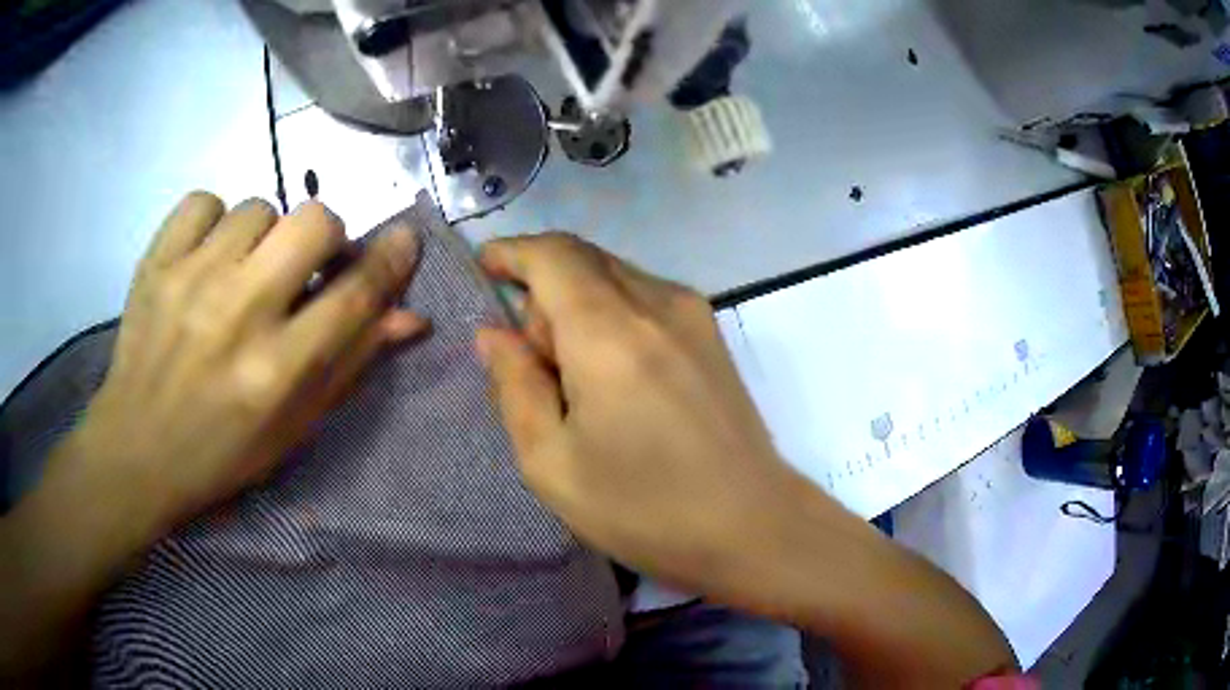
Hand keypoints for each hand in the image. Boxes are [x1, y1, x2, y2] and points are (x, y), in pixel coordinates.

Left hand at [1, 193, 425, 680]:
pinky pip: (204, 201)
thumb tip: (408, 316)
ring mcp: (191, 280)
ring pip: (258, 207)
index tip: (403, 238)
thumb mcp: (293, 427)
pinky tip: (205, 256)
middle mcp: (238, 315)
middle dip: (324, 236)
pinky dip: (213, 221)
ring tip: (239, 272)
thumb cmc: (221, 451)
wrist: (137, 449)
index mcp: (277, 372)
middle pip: (313, 221)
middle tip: (303, 265)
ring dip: (262, 236)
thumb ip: (349, 364)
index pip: (355, 294)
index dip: (389, 259)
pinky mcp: (156, 261)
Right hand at [475, 232, 790, 593]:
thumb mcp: (552, 462)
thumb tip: (494, 333)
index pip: (552, 254)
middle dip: (542, 288)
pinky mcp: (712, 333)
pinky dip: (611, 313)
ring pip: (615, 275)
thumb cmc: (645, 508)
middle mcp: (657, 303)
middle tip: (533, 361)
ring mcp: (693, 314)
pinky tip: (614, 376)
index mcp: (609, 332)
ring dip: (578, 302)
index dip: (513, 252)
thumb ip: (515, 386)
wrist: (753, 525)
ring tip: (575, 379)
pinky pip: (645, 296)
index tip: (486, 269)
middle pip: (583, 258)